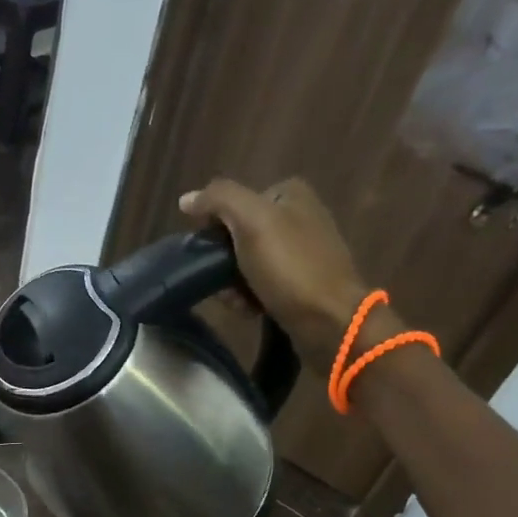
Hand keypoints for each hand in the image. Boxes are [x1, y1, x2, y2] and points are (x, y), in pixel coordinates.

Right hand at [180, 177, 380, 375]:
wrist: (331, 322)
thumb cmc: (291, 267)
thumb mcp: (251, 221)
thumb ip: (218, 199)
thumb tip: (186, 199)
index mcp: (290, 194)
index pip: (233, 203)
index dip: (215, 227)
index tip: (211, 252)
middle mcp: (299, 218)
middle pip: (238, 236)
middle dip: (224, 263)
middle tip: (223, 284)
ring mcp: (302, 253)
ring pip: (246, 264)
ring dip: (233, 285)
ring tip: (238, 302)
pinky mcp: (303, 284)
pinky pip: (262, 286)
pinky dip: (251, 298)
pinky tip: (251, 311)